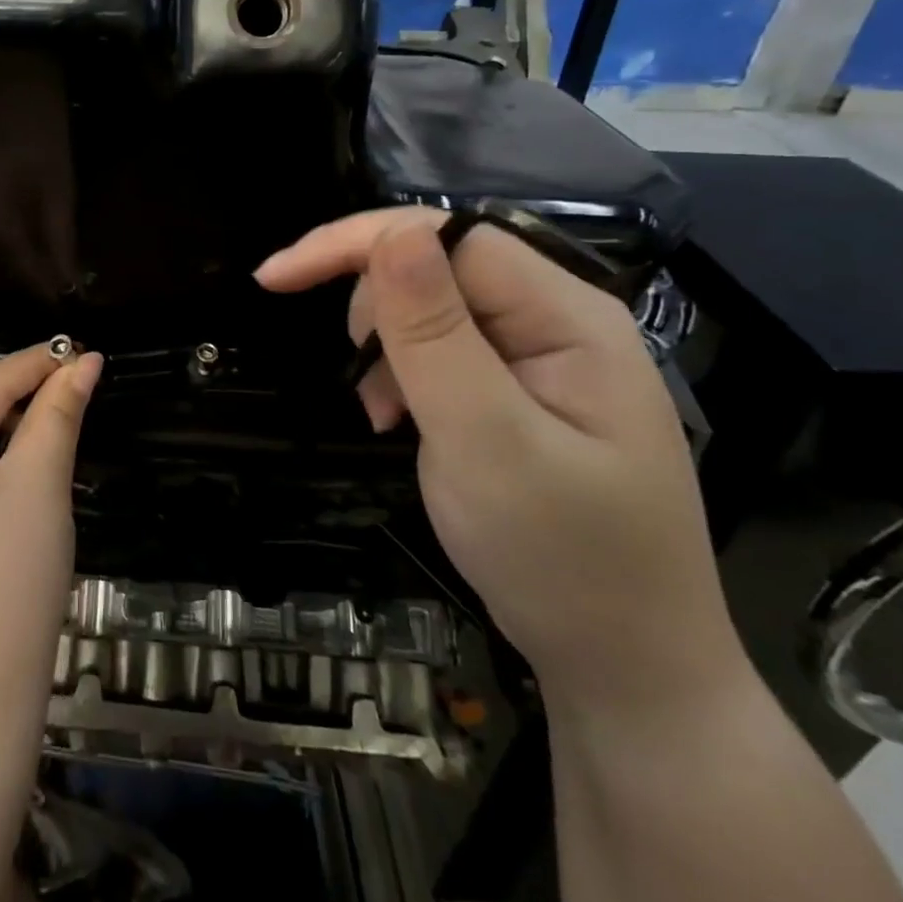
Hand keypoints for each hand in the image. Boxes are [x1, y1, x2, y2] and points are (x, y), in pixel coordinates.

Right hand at [256, 210, 739, 704]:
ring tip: (382, 414)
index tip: (276, 278)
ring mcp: (541, 354)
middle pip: (437, 264)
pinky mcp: (518, 387)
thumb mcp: (486, 443)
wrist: (626, 667)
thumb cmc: (562, 558)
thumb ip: (435, 334)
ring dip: (385, 347)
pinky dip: (401, 375)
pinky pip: (441, 348)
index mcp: (569, 315)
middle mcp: (558, 318)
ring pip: (430, 305)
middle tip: (357, 379)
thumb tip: (392, 234)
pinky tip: (398, 420)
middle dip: (374, 306)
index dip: (358, 243)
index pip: (448, 237)